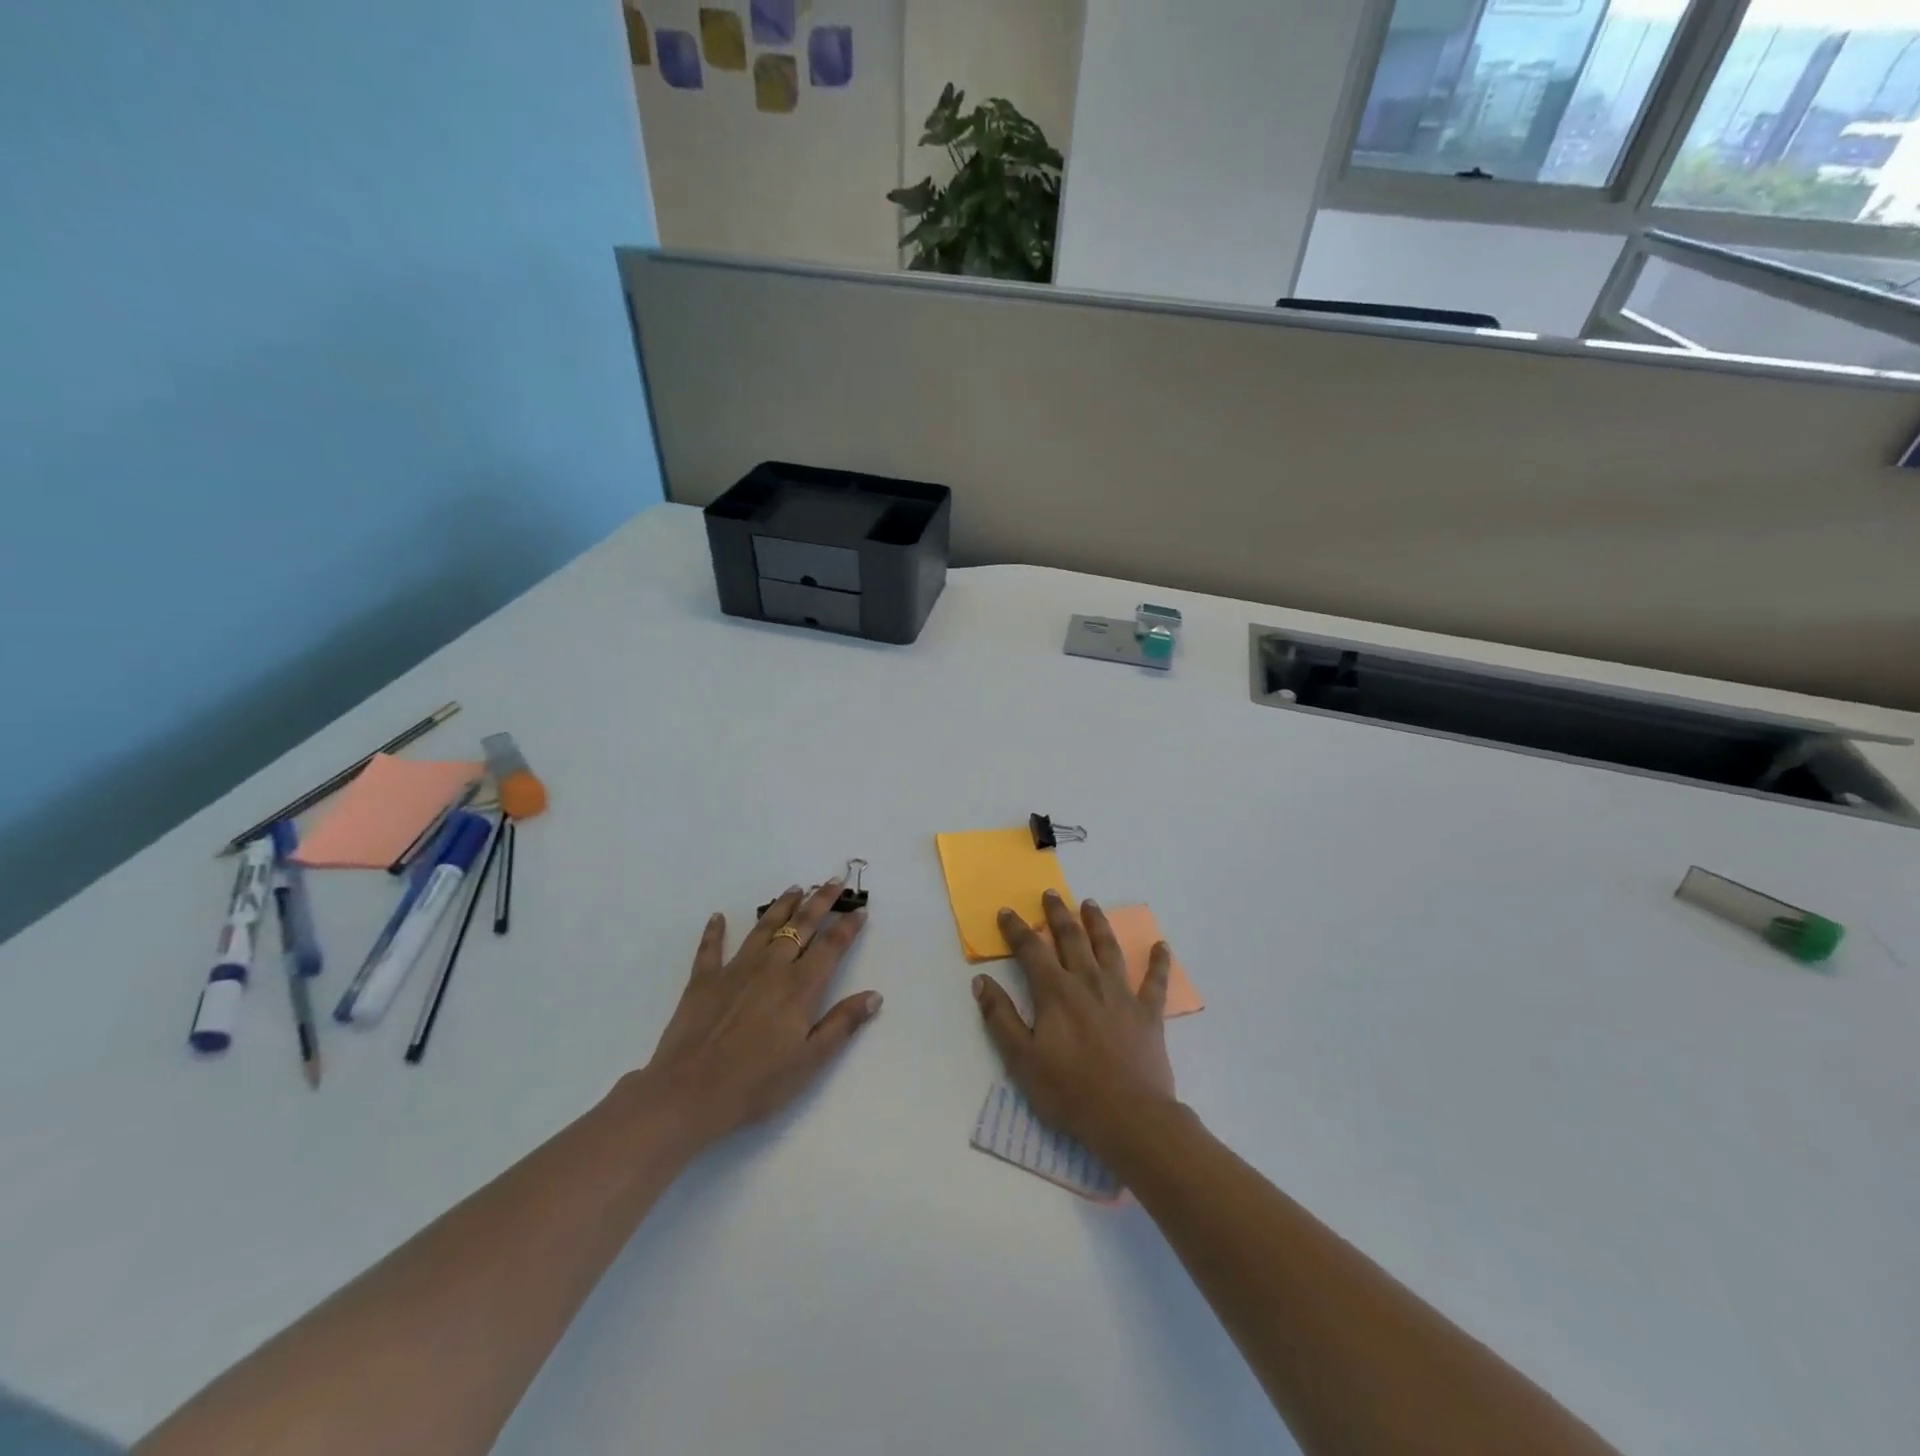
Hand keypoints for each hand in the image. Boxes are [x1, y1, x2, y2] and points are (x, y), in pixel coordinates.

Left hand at [639, 881, 881, 1150]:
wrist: (689, 1093)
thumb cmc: (757, 1083)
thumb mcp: (810, 1061)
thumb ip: (842, 1024)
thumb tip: (874, 995)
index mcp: (800, 987)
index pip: (831, 947)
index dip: (847, 927)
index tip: (860, 910)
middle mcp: (771, 968)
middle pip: (801, 926)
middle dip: (820, 902)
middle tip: (833, 881)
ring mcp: (735, 970)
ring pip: (763, 928)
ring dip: (781, 906)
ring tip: (794, 888)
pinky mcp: (703, 980)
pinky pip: (711, 948)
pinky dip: (714, 931)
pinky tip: (717, 916)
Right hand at [972, 890, 1175, 1158]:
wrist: (1128, 1117)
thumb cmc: (1069, 1091)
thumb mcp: (1021, 1059)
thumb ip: (1000, 1017)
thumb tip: (981, 981)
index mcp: (1055, 992)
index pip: (1031, 950)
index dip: (1017, 929)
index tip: (1007, 912)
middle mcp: (1088, 982)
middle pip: (1071, 938)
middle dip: (1058, 914)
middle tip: (1051, 894)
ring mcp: (1121, 994)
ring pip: (1108, 949)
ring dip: (1098, 924)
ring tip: (1091, 904)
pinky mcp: (1148, 1013)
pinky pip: (1155, 982)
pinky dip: (1159, 962)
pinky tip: (1162, 946)